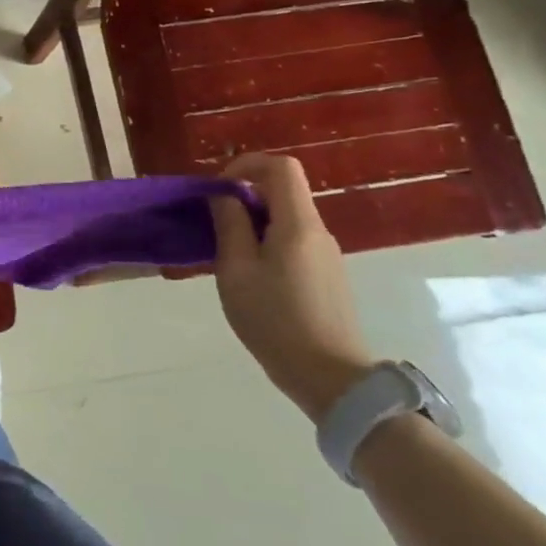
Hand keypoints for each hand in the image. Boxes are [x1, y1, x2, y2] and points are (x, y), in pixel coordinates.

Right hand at [209, 154, 375, 423]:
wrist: (331, 379)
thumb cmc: (276, 321)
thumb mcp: (236, 271)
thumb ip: (230, 226)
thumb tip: (225, 196)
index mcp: (298, 225)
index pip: (281, 167)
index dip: (247, 165)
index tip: (219, 189)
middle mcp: (318, 232)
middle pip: (284, 191)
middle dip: (245, 196)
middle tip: (214, 224)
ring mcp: (326, 254)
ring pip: (287, 217)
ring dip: (254, 222)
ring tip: (228, 254)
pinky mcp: (327, 275)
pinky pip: (294, 241)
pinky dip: (267, 242)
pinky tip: (251, 276)